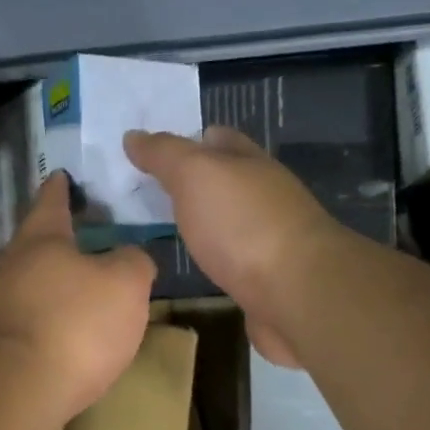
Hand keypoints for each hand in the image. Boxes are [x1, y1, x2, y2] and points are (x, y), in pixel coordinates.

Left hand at [0, 172, 157, 422]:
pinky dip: (55, 315)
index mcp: (42, 238)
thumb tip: (129, 258)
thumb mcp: (125, 283)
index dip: (61, 187)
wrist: (20, 389)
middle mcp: (14, 266)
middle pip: (39, 242)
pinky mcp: (3, 344)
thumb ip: (133, 261)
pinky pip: (36, 317)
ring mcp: (3, 306)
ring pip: (36, 282)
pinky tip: (74, 329)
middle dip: (62, 237)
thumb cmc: (76, 322)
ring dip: (59, 280)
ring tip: (89, 284)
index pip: (52, 201)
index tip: (62, 175)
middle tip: (88, 232)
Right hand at [123, 126, 336, 366]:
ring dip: (201, 223)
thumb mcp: (195, 175)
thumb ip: (164, 154)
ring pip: (227, 222)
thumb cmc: (242, 224)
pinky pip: (232, 260)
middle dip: (190, 184)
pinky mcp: (266, 279)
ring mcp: (269, 239)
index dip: (187, 140)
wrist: (296, 293)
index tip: (149, 153)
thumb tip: (133, 135)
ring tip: (159, 231)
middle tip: (144, 194)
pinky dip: (212, 258)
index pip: (217, 139)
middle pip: (224, 181)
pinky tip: (193, 266)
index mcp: (250, 163)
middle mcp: (264, 196)